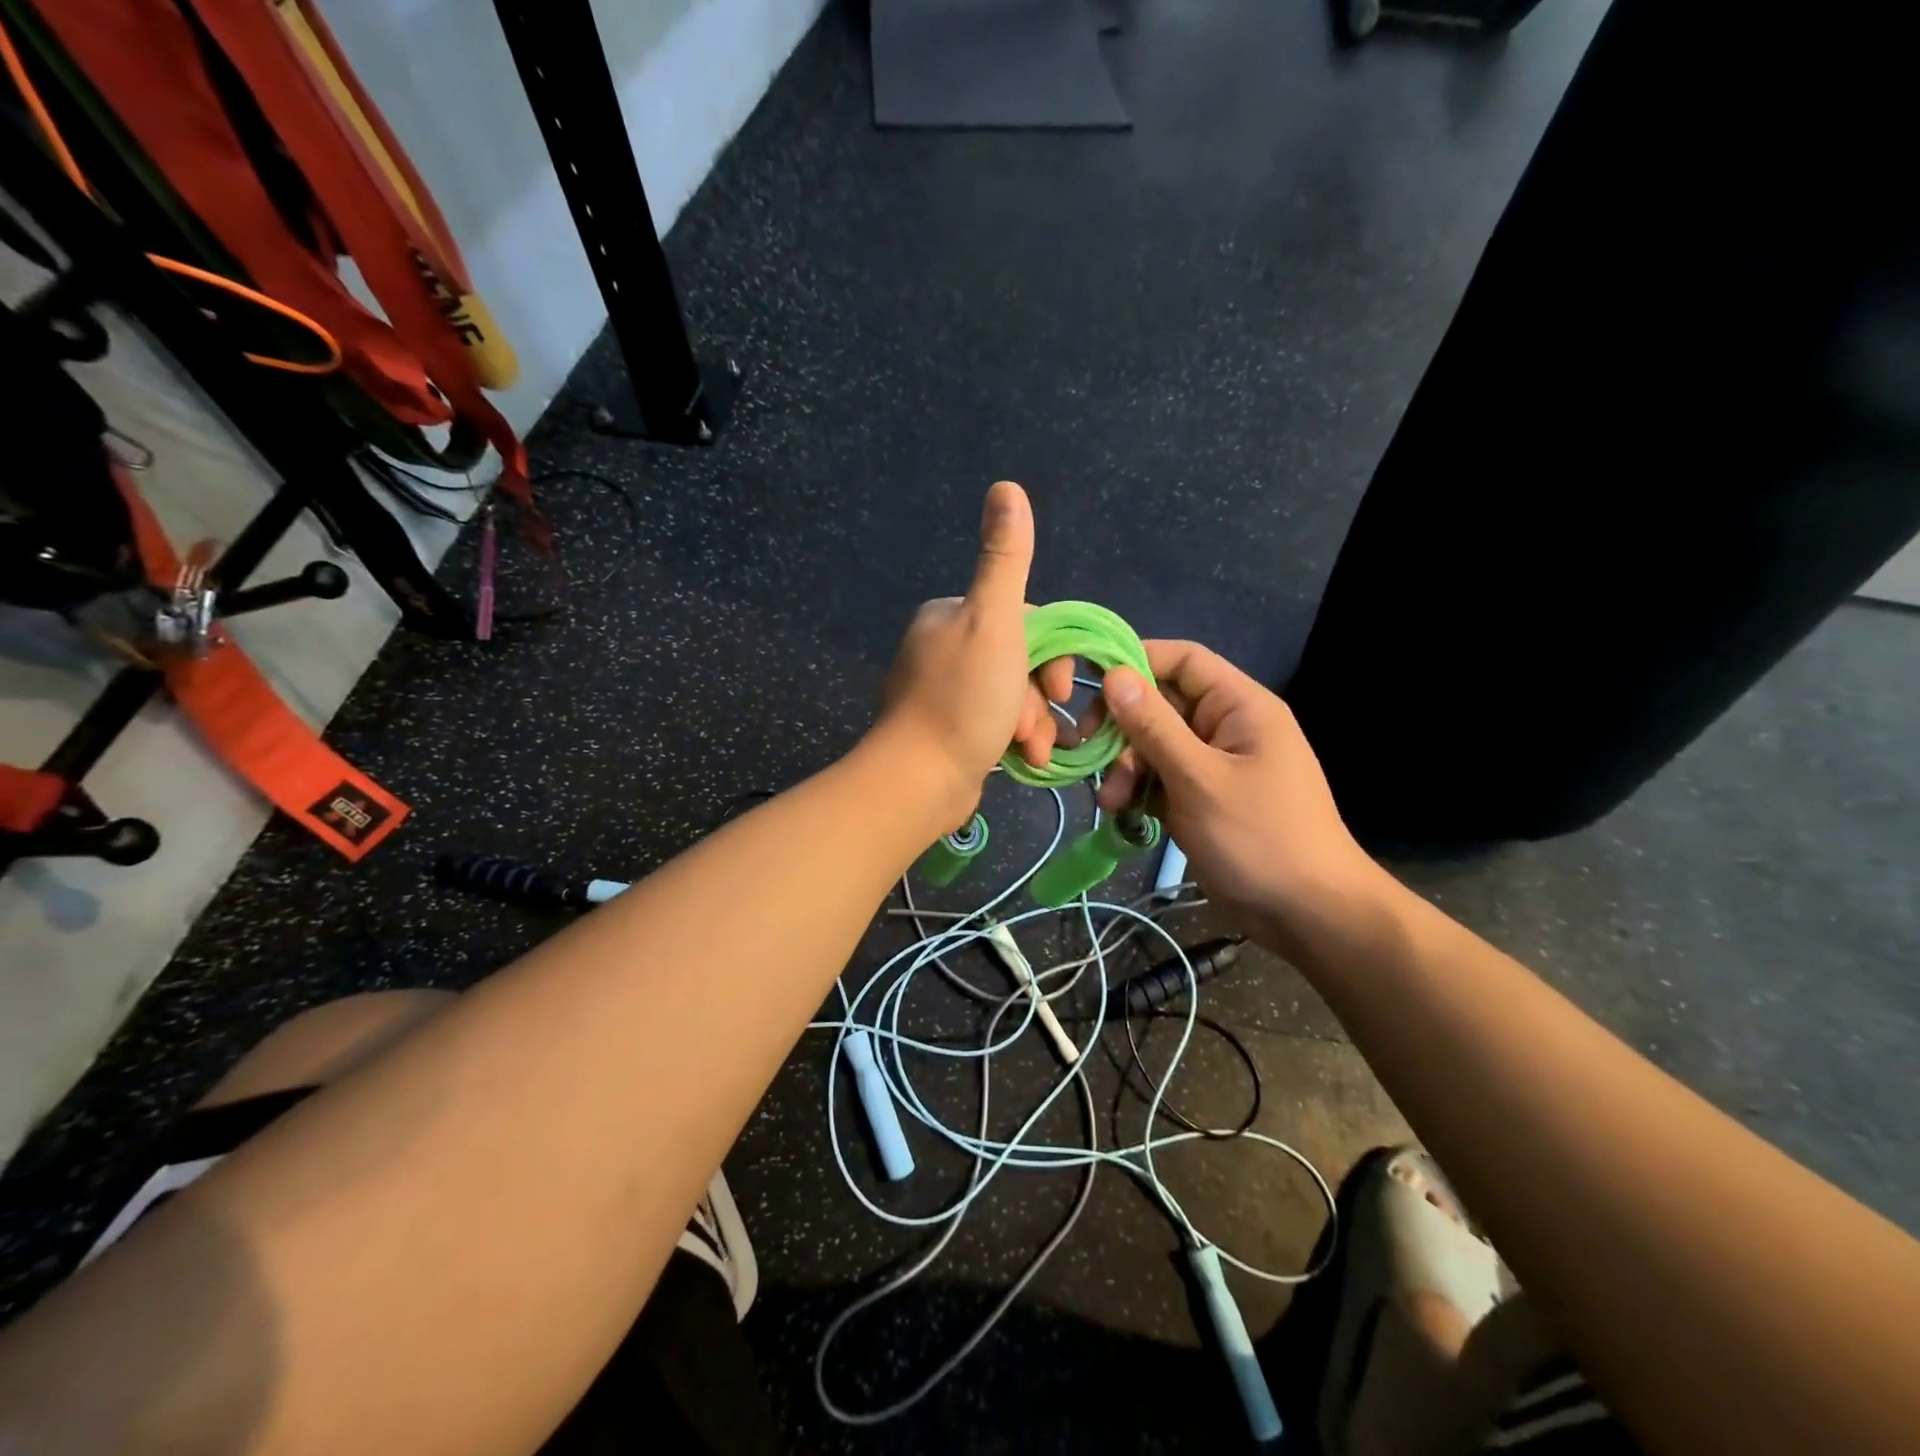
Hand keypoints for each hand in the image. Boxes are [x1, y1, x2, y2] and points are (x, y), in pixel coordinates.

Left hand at [873, 482, 1073, 823]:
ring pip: (1012, 696)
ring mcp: (942, 693)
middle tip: (1040, 724)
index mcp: (948, 616)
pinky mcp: (946, 731)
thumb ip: (1004, 558)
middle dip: (1040, 695)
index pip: (1022, 618)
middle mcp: (941, 648)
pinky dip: (1014, 740)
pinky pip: (995, 724)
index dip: (1051, 652)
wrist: (919, 780)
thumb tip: (1006, 487)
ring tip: (1033, 750)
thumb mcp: (993, 621)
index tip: (1061, 687)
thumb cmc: (963, 699)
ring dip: (1033, 722)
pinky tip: (1023, 760)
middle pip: (1019, 660)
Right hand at [1085, 641, 1384, 952]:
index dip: (1137, 661)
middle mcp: (1225, 726)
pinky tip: (1122, 814)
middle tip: (1088, 750)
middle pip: (1160, 705)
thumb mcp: (1199, 778)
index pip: (1183, 660)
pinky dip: (1139, 791)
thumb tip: (1115, 674)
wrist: (1307, 914)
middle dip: (1123, 729)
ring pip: (1154, 746)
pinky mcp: (1202, 797)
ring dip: (1126, 768)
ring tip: (1112, 802)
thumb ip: (1154, 726)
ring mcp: (1213, 764)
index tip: (1090, 683)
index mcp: (1239, 706)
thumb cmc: (1259, 837)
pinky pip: (1161, 778)